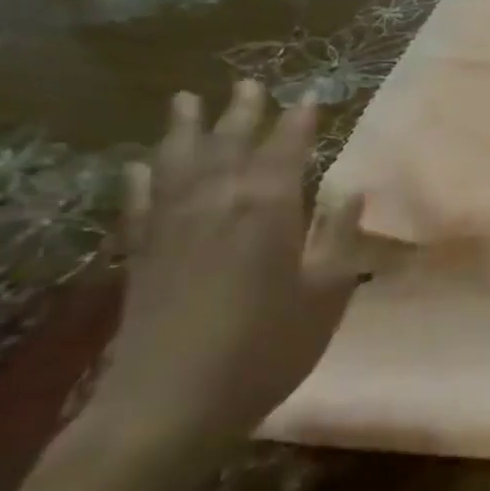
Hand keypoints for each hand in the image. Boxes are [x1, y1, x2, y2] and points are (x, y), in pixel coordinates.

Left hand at [88, 82, 365, 450]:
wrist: (169, 405)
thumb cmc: (266, 347)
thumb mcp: (327, 294)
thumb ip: (340, 238)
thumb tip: (353, 192)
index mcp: (269, 208)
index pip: (286, 148)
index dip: (298, 121)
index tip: (310, 97)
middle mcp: (217, 203)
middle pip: (228, 144)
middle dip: (242, 112)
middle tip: (248, 85)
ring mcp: (172, 227)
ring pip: (177, 163)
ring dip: (185, 129)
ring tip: (186, 101)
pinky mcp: (140, 256)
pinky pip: (139, 204)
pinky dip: (139, 180)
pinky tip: (136, 167)